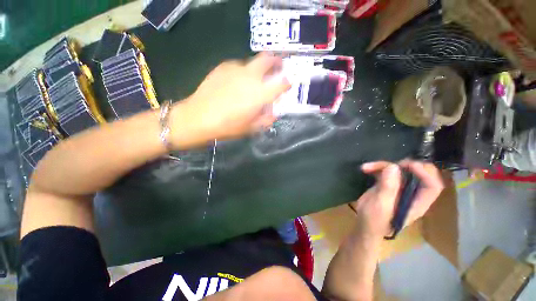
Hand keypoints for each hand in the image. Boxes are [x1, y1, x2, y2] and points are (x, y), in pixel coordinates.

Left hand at [176, 53, 290, 141]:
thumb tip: (273, 113)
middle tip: (278, 65)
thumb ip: (266, 119)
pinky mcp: (222, 67)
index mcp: (260, 94)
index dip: (287, 83)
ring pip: (252, 62)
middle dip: (276, 61)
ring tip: (253, 79)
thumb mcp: (251, 128)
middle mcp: (250, 77)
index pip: (281, 83)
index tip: (287, 84)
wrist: (198, 117)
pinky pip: (237, 66)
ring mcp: (236, 69)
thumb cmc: (228, 126)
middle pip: (267, 60)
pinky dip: (242, 72)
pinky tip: (236, 81)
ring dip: (257, 69)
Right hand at [351, 160, 443, 238]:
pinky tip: (365, 169)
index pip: (432, 186)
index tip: (407, 166)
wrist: (364, 224)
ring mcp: (399, 188)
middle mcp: (412, 193)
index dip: (424, 173)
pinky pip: (386, 171)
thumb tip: (393, 167)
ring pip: (400, 170)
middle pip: (421, 174)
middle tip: (391, 164)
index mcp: (418, 203)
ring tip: (367, 167)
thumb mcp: (381, 205)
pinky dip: (376, 168)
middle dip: (407, 165)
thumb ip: (389, 187)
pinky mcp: (387, 185)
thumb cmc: (375, 220)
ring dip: (384, 165)